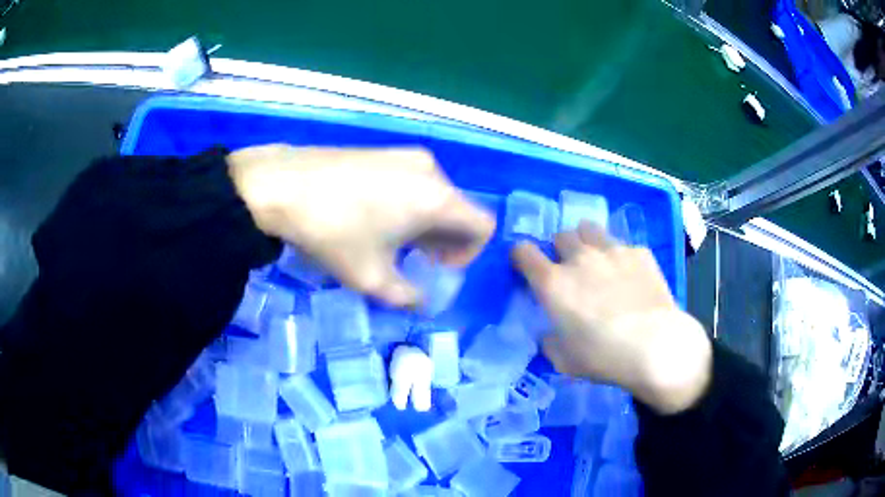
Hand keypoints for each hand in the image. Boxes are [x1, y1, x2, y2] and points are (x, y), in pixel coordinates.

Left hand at [228, 145, 494, 306]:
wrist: (281, 185)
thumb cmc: (333, 232)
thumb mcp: (371, 277)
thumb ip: (406, 296)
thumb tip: (420, 302)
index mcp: (438, 197)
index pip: (483, 225)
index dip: (469, 254)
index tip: (436, 268)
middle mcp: (431, 170)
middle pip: (458, 210)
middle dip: (445, 241)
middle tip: (414, 261)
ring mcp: (405, 155)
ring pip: (435, 195)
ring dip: (426, 223)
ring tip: (390, 241)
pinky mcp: (384, 150)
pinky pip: (413, 181)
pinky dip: (409, 203)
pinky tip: (374, 216)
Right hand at [512, 221, 711, 414]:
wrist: (655, 346)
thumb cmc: (604, 357)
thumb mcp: (564, 361)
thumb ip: (550, 342)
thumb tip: (550, 333)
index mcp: (554, 284)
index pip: (523, 252)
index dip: (521, 257)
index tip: (528, 269)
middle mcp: (580, 258)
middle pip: (560, 235)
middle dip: (560, 250)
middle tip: (570, 271)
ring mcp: (612, 250)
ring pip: (589, 229)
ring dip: (586, 242)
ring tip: (597, 262)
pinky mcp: (639, 252)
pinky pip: (622, 245)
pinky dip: (619, 257)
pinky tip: (630, 277)